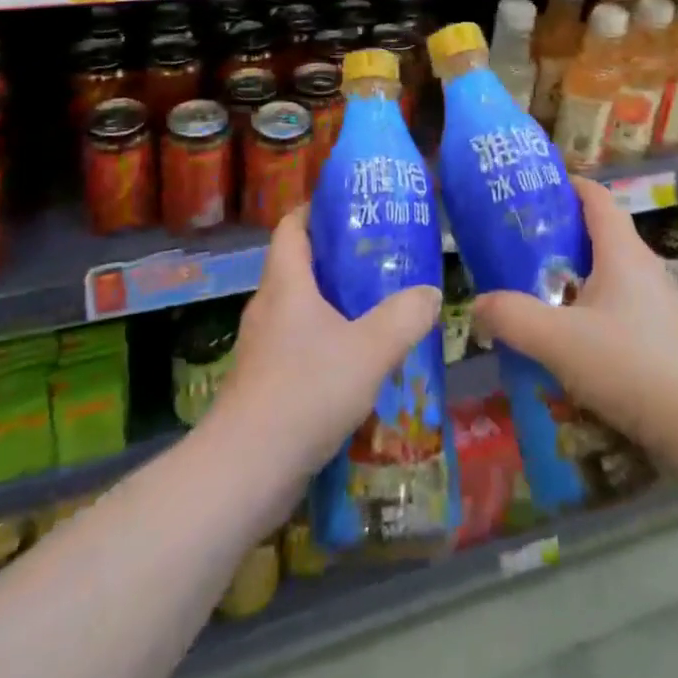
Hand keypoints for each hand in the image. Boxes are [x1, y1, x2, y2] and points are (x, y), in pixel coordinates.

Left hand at [212, 205, 441, 480]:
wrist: (246, 471)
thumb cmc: (306, 391)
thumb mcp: (370, 349)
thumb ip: (405, 316)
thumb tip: (430, 292)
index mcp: (286, 283)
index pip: (292, 226)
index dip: (315, 210)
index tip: (349, 206)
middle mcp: (268, 307)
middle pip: (298, 266)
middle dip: (335, 258)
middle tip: (378, 258)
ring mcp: (261, 348)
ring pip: (299, 310)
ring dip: (332, 305)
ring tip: (375, 308)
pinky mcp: (262, 383)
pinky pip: (297, 346)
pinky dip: (324, 343)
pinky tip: (356, 364)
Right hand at [472, 175, 677, 447]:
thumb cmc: (628, 365)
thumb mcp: (557, 340)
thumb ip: (512, 317)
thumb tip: (478, 304)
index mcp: (622, 251)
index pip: (596, 197)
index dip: (567, 185)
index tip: (532, 190)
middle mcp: (643, 266)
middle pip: (600, 232)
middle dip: (560, 233)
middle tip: (520, 245)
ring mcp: (657, 301)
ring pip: (609, 271)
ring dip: (575, 274)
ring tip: (537, 291)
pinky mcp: (661, 334)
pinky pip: (619, 304)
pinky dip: (591, 306)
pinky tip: (570, 338)